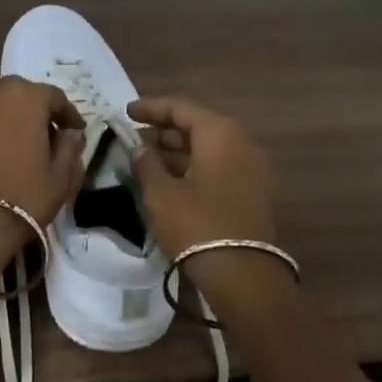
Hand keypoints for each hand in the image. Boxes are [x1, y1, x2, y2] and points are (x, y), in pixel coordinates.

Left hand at [0, 77, 85, 249]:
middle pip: (14, 92)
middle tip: (35, 134)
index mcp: (27, 99)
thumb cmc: (23, 199)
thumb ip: (70, 148)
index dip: (66, 114)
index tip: (72, 131)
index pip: (54, 96)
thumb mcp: (62, 178)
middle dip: (28, 109)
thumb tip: (70, 133)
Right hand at [127, 95, 278, 260]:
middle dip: (165, 130)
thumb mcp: (161, 193)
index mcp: (220, 133)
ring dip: (179, 150)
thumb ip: (146, 163)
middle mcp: (242, 143)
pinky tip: (172, 180)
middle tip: (135, 138)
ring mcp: (253, 168)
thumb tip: (139, 147)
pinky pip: (220, 167)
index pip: (181, 107)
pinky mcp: (254, 192)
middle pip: (199, 126)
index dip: (151, 107)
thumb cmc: (197, 225)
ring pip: (210, 148)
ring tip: (148, 159)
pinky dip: (195, 167)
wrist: (243, 275)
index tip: (126, 112)